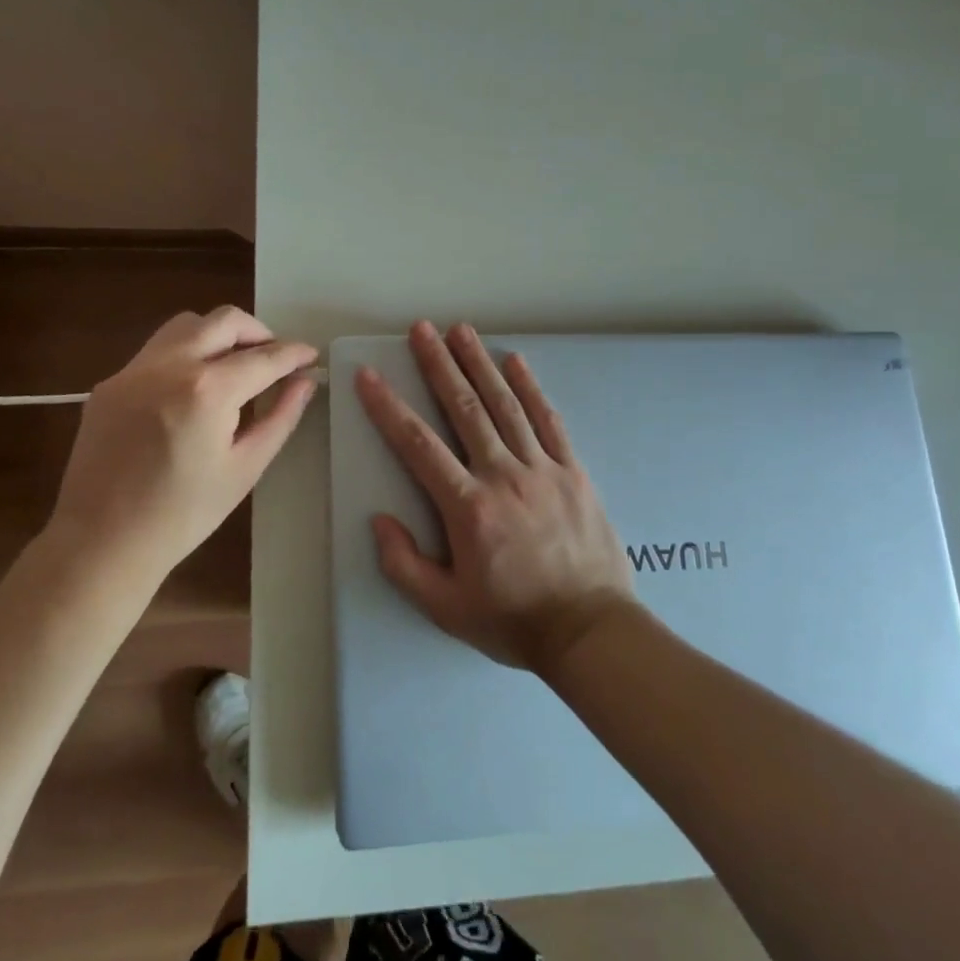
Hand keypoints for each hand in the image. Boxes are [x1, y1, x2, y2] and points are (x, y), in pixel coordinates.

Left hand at [53, 306, 315, 582]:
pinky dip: (185, 355)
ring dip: (218, 334)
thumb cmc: (183, 515)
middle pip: (224, 321)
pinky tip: (191, 390)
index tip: (311, 356)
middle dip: (259, 332)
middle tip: (274, 358)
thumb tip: (305, 382)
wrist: (101, 543)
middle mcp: (169, 365)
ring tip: (233, 366)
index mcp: (207, 391)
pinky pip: (156, 351)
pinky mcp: (110, 383)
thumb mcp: (245, 468)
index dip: (294, 354)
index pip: (263, 357)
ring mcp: (134, 370)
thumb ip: (280, 417)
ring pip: (186, 325)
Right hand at [355, 320, 636, 673]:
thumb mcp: (446, 608)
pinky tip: (515, 362)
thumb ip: (404, 565)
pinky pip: (548, 420)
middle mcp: (503, 474)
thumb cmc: (513, 620)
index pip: (418, 444)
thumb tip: (379, 519)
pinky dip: (531, 388)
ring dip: (480, 364)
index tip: (369, 376)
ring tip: (461, 330)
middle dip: (439, 364)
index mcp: (468, 506)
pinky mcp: (573, 471)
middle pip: (464, 408)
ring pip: (505, 404)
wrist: (590, 632)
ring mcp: (542, 468)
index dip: (388, 407)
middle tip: (422, 329)